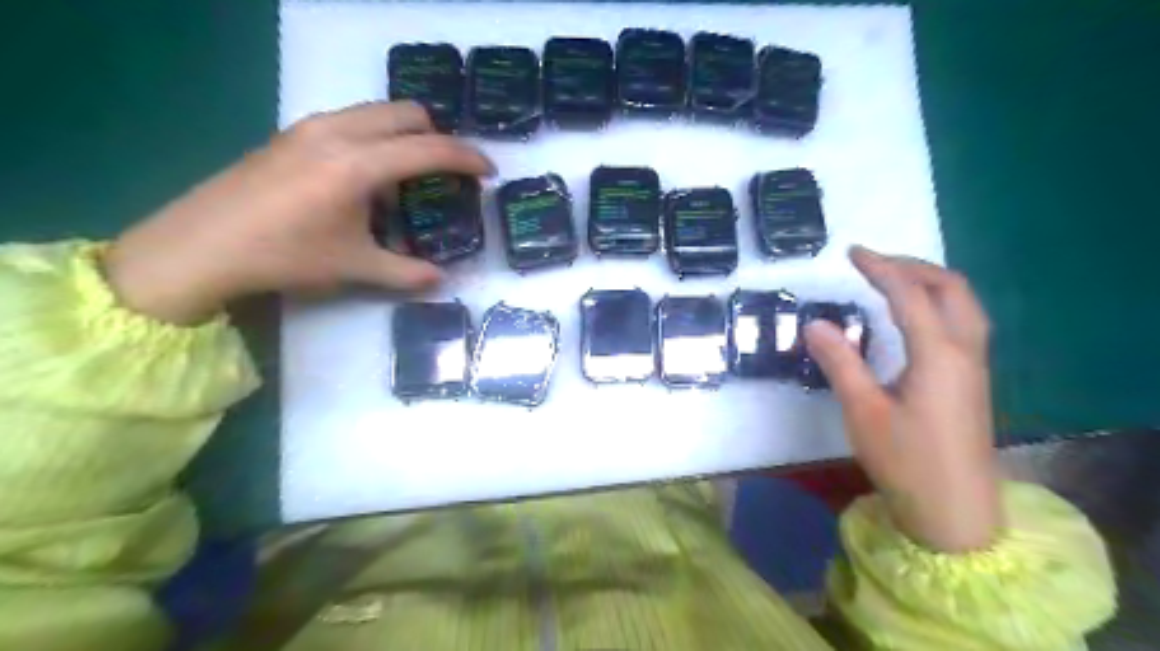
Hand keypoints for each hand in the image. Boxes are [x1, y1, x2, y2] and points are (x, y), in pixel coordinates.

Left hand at [101, 98, 493, 323]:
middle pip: (406, 113)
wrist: (201, 246)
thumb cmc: (285, 256)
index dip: (467, 158)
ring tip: (408, 176)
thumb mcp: (355, 267)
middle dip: (438, 137)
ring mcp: (310, 127)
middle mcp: (337, 132)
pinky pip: (350, 121)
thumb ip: (407, 272)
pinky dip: (374, 139)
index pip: (429, 149)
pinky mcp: (291, 134)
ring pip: (376, 112)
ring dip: (404, 135)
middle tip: (448, 172)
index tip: (489, 171)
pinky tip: (364, 181)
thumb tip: (441, 280)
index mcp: (359, 164)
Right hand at [808, 247, 997, 551]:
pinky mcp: (972, 380)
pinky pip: (963, 321)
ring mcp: (974, 366)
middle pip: (951, 288)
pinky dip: (938, 302)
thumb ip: (840, 362)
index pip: (909, 295)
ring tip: (892, 280)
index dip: (880, 268)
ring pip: (963, 303)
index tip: (852, 253)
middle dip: (912, 266)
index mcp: (939, 354)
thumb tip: (815, 324)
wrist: (955, 510)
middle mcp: (965, 351)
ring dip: (929, 282)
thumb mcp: (863, 410)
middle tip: (873, 263)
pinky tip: (914, 317)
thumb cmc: (906, 460)